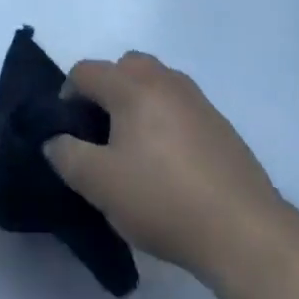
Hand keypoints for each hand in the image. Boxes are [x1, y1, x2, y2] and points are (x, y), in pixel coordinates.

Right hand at [45, 51, 282, 281]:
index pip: (86, 71)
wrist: (244, 231)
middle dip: (106, 91)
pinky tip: (169, 164)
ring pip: (155, 84)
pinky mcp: (220, 124)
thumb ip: (67, 155)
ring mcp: (197, 100)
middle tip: (101, 133)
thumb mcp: (99, 184)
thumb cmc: (163, 200)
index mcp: (132, 86)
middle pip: (124, 67)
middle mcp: (164, 80)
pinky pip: (179, 107)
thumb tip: (55, 140)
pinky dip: (165, 121)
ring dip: (138, 104)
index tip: (68, 133)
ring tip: (135, 149)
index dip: (67, 96)